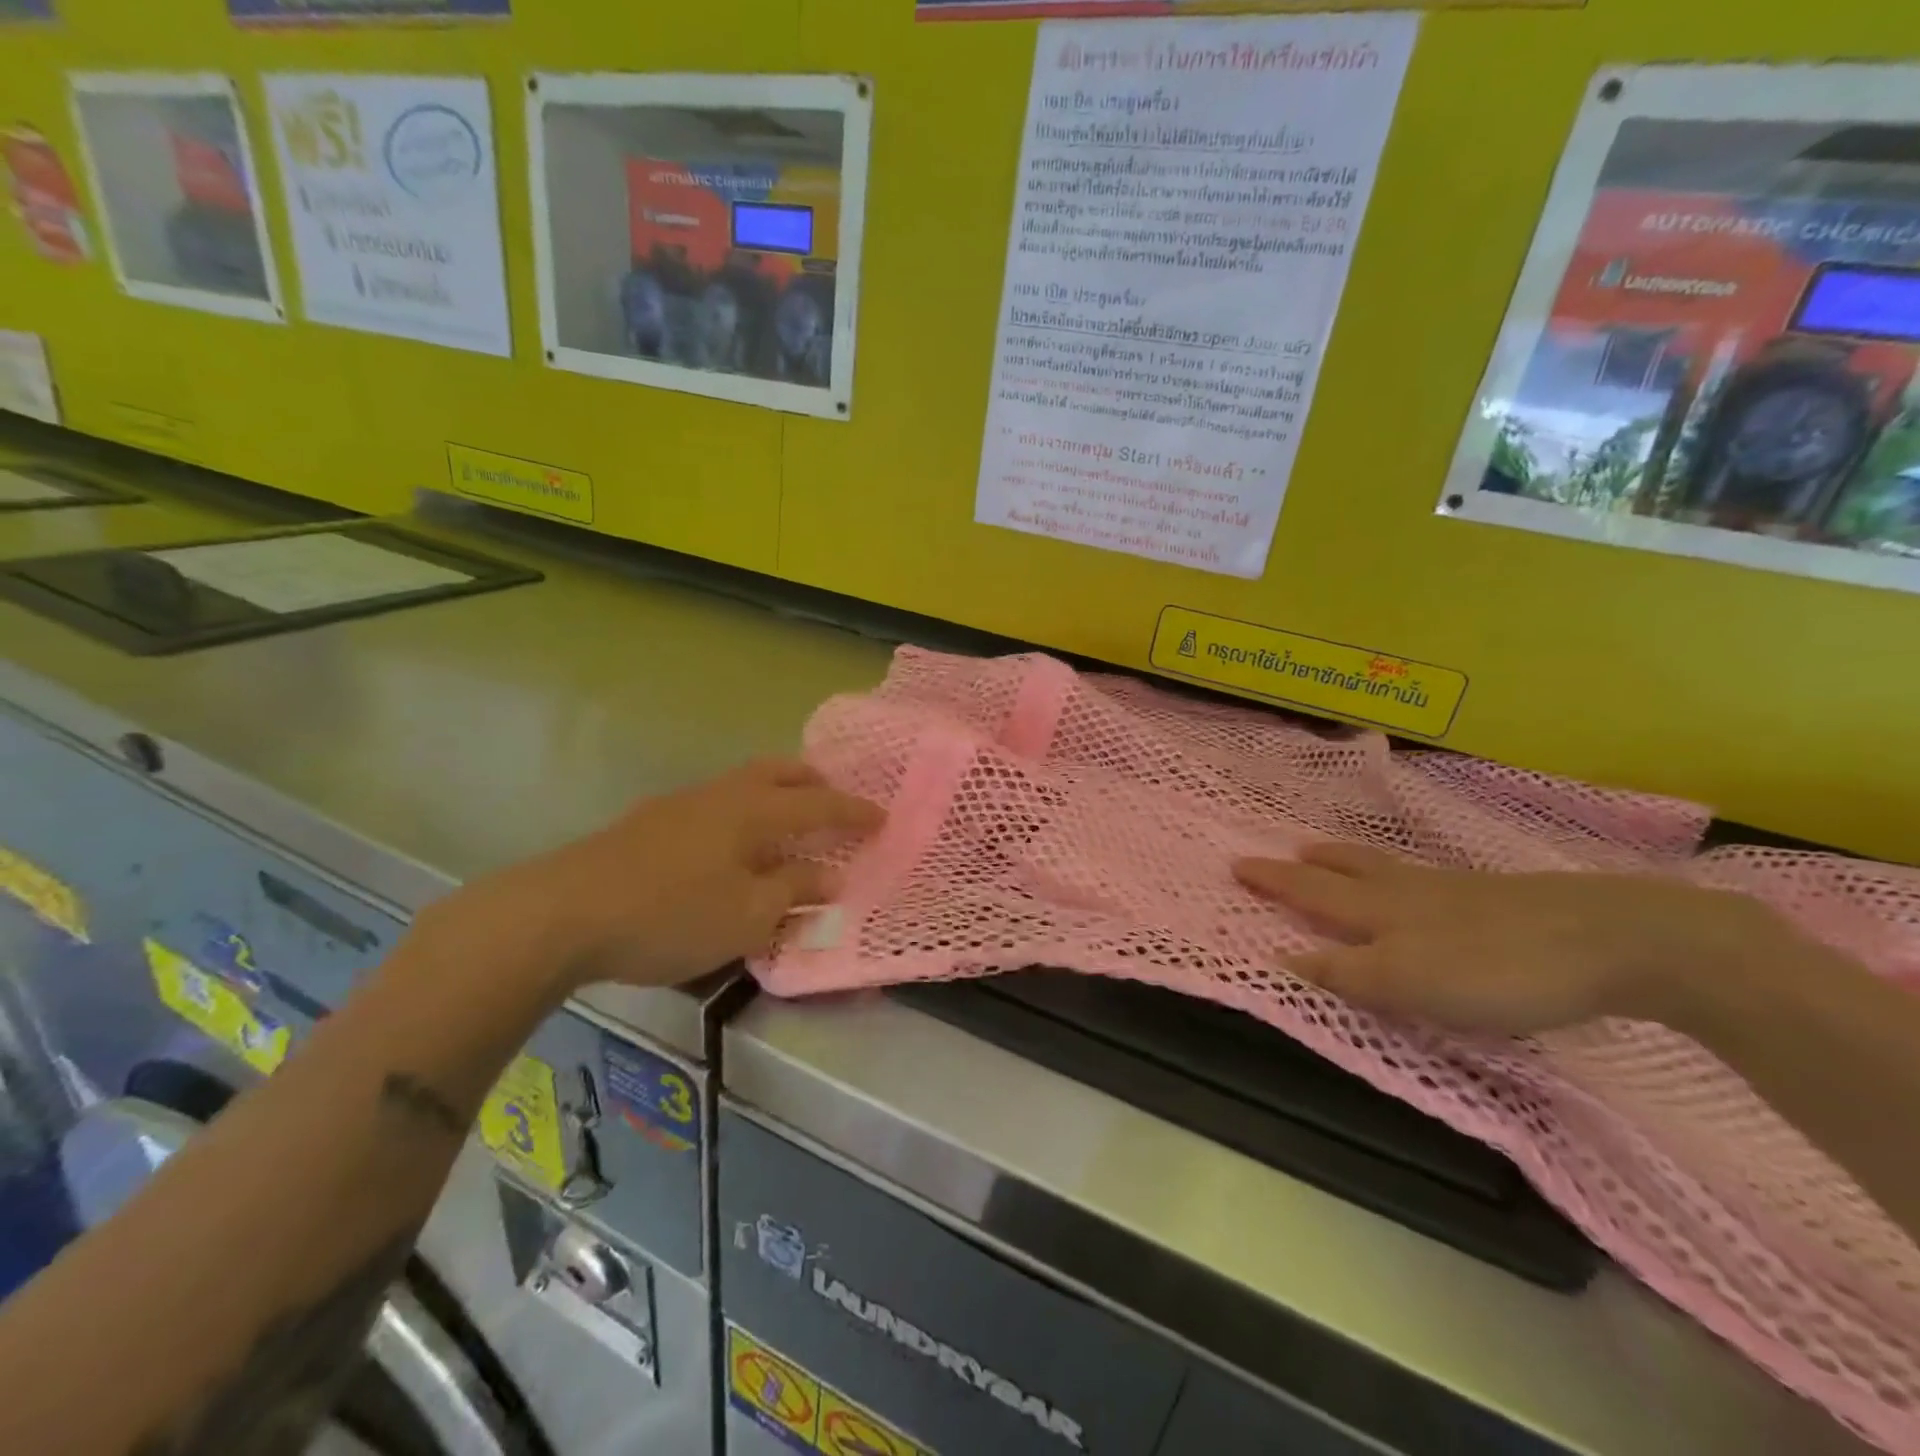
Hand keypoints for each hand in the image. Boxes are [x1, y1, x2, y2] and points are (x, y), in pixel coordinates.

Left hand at [457, 759, 882, 995]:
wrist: (563, 912)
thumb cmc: (670, 914)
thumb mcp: (746, 916)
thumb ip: (793, 893)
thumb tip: (830, 876)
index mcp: (753, 812)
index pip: (819, 805)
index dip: (854, 812)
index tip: (883, 818)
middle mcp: (722, 795)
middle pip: (778, 772)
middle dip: (813, 782)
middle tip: (835, 799)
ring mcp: (682, 803)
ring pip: (743, 783)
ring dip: (776, 793)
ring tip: (788, 822)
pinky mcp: (652, 821)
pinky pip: (717, 802)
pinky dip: (743, 811)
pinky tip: (732, 844)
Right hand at [1234, 842, 1793, 1035]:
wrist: (1612, 940)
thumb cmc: (1497, 969)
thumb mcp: (1409, 983)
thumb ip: (1345, 973)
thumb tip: (1280, 957)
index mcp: (1381, 911)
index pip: (1312, 893)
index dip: (1274, 883)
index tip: (1237, 866)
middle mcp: (1409, 892)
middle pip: (1347, 871)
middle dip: (1308, 866)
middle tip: (1282, 853)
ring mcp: (1455, 890)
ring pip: (1385, 868)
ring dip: (1348, 860)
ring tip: (1328, 852)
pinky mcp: (1497, 898)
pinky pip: (1423, 878)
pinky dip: (1397, 873)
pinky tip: (1415, 885)